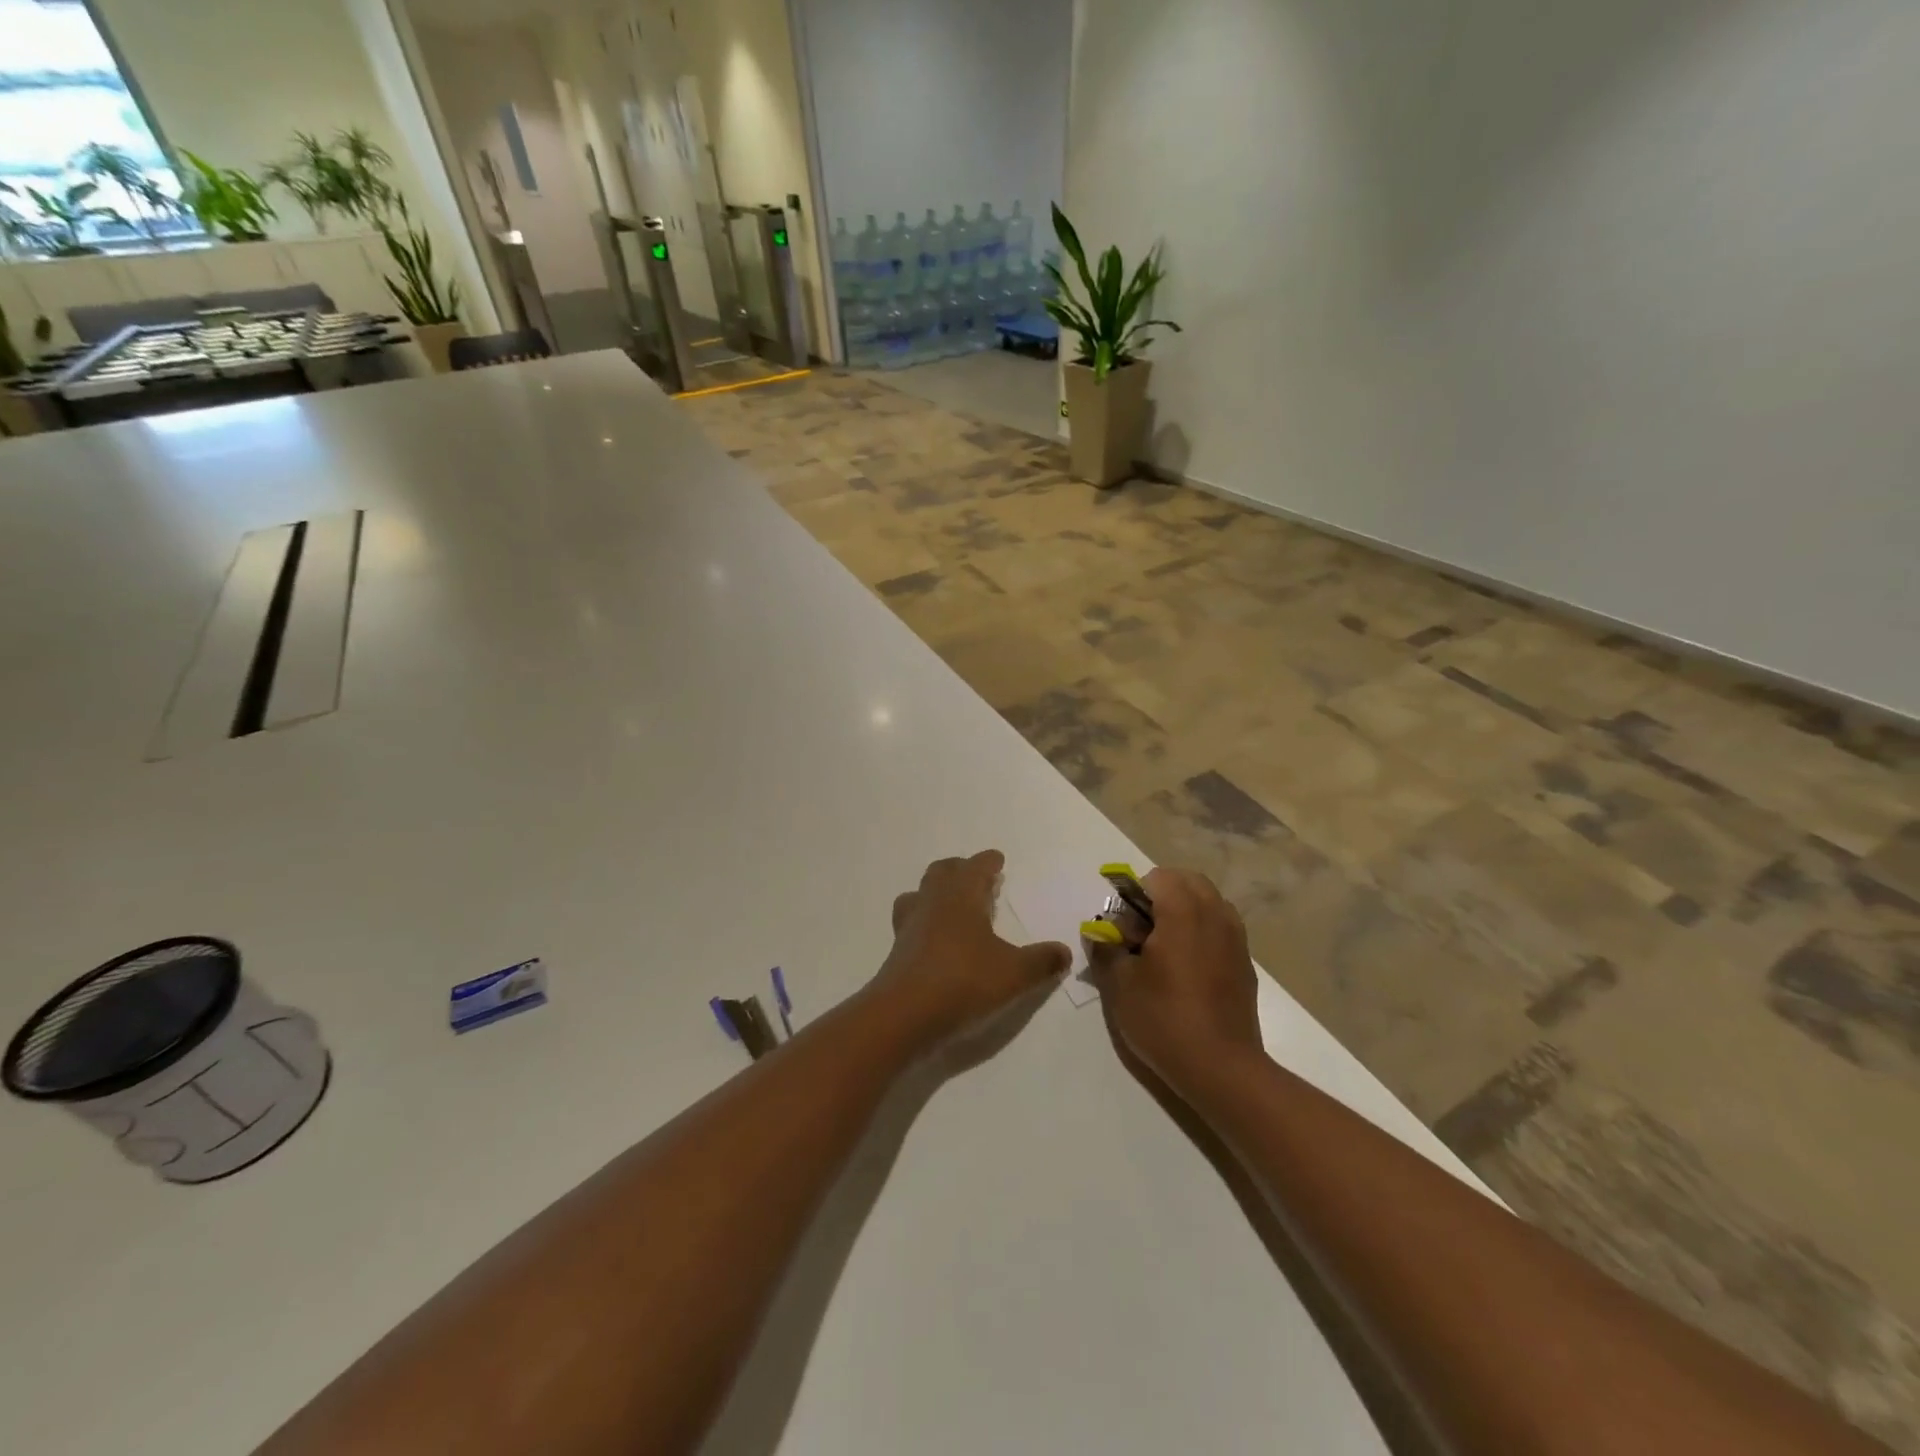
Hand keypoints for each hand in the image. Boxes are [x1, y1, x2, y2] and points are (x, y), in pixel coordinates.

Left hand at [875, 851, 1070, 1037]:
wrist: (904, 1015)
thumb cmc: (963, 981)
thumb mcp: (1014, 974)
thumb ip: (1041, 961)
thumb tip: (1064, 952)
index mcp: (961, 896)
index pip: (975, 867)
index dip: (987, 862)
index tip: (996, 859)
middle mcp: (932, 903)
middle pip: (942, 872)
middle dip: (960, 870)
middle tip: (976, 878)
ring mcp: (910, 926)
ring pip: (919, 894)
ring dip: (935, 892)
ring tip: (952, 905)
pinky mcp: (897, 952)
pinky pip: (911, 923)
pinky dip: (924, 922)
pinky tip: (936, 941)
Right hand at [1090, 868, 1266, 1092]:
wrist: (1222, 1068)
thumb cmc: (1164, 1019)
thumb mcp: (1119, 985)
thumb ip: (1105, 948)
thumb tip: (1099, 933)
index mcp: (1183, 912)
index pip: (1158, 876)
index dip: (1135, 894)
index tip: (1125, 926)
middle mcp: (1215, 915)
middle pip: (1188, 881)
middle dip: (1162, 895)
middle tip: (1142, 930)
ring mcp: (1236, 938)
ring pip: (1209, 901)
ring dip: (1185, 910)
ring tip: (1165, 947)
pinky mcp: (1245, 961)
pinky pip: (1222, 927)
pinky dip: (1203, 931)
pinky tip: (1188, 968)